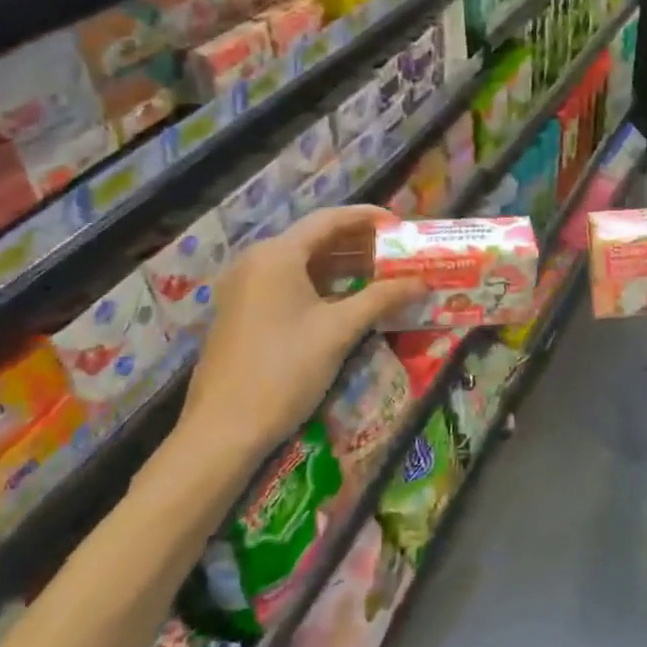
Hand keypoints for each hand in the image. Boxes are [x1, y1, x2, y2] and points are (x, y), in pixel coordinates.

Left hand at [179, 205, 423, 459]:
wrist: (224, 429)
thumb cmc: (285, 370)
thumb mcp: (339, 331)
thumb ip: (382, 298)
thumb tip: (422, 282)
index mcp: (277, 255)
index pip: (330, 219)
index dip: (368, 217)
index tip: (400, 224)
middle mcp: (257, 261)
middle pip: (315, 239)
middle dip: (359, 243)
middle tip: (397, 252)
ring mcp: (246, 287)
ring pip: (303, 264)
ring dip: (343, 266)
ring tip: (383, 274)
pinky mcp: (243, 312)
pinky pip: (289, 284)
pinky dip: (322, 285)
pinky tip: (350, 299)